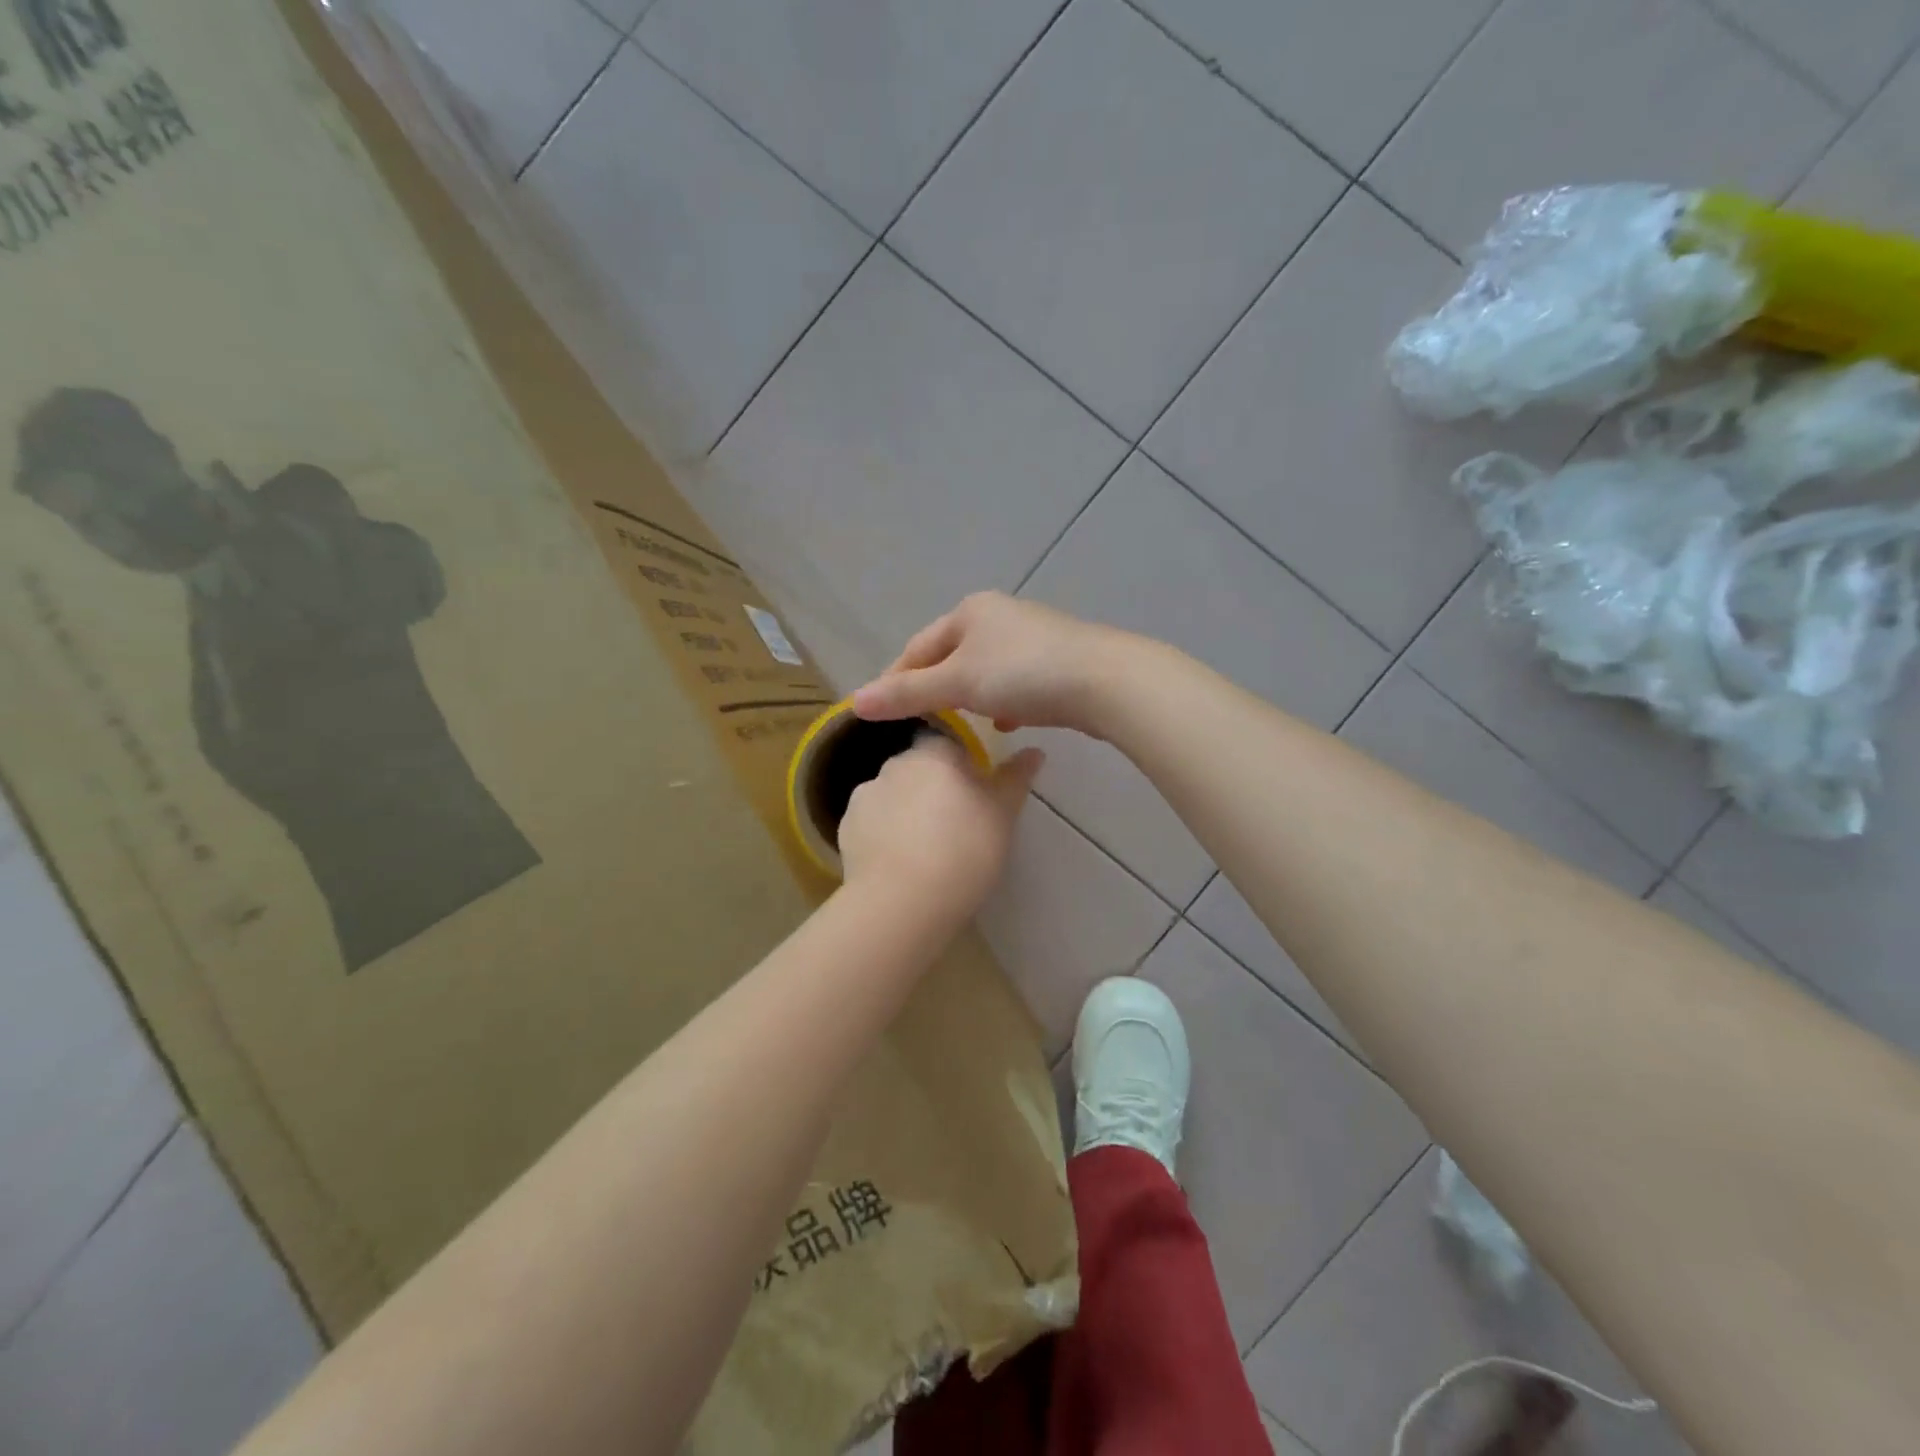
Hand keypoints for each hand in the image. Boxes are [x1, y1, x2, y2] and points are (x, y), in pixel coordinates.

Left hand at [838, 733, 1043, 917]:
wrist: (902, 901)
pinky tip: (899, 863)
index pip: (950, 745)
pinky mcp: (846, 828)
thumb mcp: (1003, 815)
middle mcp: (894, 764)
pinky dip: (885, 835)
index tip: (976, 798)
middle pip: (919, 769)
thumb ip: (1015, 778)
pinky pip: (873, 823)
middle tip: (955, 826)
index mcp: (933, 753)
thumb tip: (1035, 751)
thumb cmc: (964, 850)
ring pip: (894, 796)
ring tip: (925, 851)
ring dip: (908, 811)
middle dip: (935, 789)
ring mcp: (864, 796)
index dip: (964, 769)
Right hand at [852, 593, 1135, 736]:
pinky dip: (1002, 701)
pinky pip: (1014, 681)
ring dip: (969, 697)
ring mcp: (1031, 637)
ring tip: (959, 726)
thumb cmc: (1022, 674)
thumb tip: (855, 702)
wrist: (1103, 681)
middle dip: (935, 689)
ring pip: (984, 671)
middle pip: (951, 657)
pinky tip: (1005, 724)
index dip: (895, 679)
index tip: (879, 712)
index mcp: (970, 610)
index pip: (918, 646)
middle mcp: (999, 616)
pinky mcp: (1056, 661)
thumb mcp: (957, 683)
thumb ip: (907, 693)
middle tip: (918, 722)